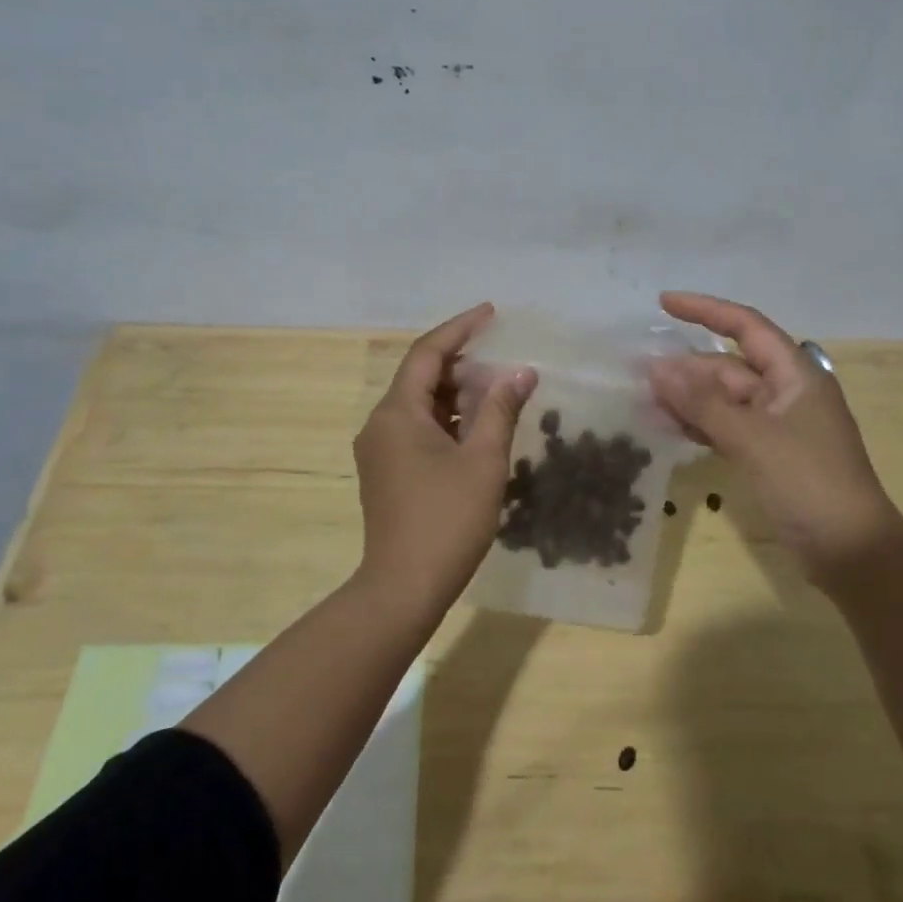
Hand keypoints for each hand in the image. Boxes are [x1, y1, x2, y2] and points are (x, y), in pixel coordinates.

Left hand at [353, 304, 536, 619]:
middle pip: (421, 377)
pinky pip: (417, 429)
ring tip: (498, 390)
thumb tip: (521, 372)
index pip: (427, 353)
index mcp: (397, 413)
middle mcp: (381, 424)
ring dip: (457, 393)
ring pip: (421, 405)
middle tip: (503, 358)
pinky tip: (478, 427)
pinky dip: (448, 420)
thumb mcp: (483, 461)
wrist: (403, 588)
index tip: (491, 313)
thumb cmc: (446, 520)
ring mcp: (380, 450)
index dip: (459, 328)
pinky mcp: (387, 472)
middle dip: (462, 363)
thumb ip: (501, 409)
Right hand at [649, 291, 902, 593]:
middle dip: (686, 367)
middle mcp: (786, 392)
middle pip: (729, 367)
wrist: (851, 552)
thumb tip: (656, 368)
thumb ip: (702, 403)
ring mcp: (777, 426)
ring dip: (687, 398)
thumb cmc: (807, 482)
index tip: (663, 303)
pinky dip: (699, 425)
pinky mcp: (768, 455)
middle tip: (638, 373)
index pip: (746, 326)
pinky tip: (667, 427)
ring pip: (724, 399)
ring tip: (643, 401)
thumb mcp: (751, 438)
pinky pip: (726, 428)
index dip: (705, 310)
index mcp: (795, 374)